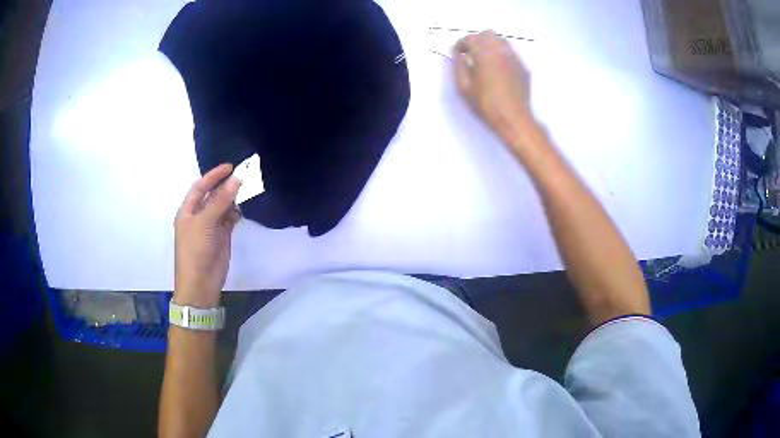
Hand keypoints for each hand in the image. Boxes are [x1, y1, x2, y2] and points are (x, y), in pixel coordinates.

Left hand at [174, 164, 240, 307]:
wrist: (200, 284)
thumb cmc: (195, 251)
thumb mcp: (204, 223)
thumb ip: (220, 201)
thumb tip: (236, 179)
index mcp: (188, 211)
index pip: (200, 187)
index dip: (213, 176)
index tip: (230, 167)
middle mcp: (199, 216)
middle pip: (213, 195)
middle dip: (225, 185)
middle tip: (244, 176)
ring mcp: (211, 227)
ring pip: (223, 207)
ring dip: (233, 199)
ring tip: (247, 190)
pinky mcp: (222, 237)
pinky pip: (230, 219)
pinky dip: (236, 213)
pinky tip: (243, 208)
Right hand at [453, 30, 532, 140]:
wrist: (514, 119)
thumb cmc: (487, 106)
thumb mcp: (464, 88)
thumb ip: (459, 67)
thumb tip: (459, 56)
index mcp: (484, 54)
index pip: (470, 38)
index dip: (461, 44)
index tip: (458, 52)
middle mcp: (501, 51)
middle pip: (487, 34)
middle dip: (476, 40)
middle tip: (470, 53)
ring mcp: (514, 58)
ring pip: (501, 41)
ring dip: (490, 45)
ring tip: (484, 59)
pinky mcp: (523, 67)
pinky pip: (510, 53)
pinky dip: (501, 55)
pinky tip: (498, 69)